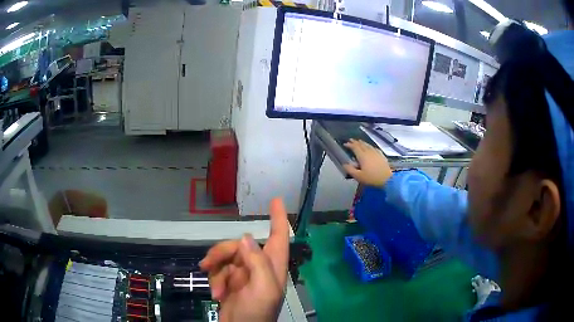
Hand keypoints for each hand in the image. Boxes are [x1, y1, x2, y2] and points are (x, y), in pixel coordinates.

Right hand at [200, 198, 289, 321]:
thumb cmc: (256, 313)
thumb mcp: (262, 289)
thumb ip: (258, 262)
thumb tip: (246, 238)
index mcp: (273, 267)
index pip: (279, 237)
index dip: (278, 219)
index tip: (275, 200)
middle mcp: (259, 267)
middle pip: (239, 245)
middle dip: (222, 253)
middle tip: (209, 264)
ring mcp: (243, 275)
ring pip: (226, 256)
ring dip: (216, 269)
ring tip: (214, 288)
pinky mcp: (230, 282)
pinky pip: (219, 270)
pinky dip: (214, 279)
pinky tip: (216, 293)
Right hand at [343, 139, 392, 186]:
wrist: (387, 179)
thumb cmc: (371, 178)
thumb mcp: (358, 176)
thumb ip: (350, 170)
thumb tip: (344, 164)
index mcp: (362, 156)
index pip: (355, 147)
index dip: (349, 145)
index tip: (345, 144)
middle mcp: (369, 152)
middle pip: (361, 144)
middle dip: (355, 142)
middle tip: (351, 140)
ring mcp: (376, 153)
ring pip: (368, 145)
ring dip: (362, 142)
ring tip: (359, 141)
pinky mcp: (381, 155)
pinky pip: (374, 148)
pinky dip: (370, 146)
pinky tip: (370, 147)